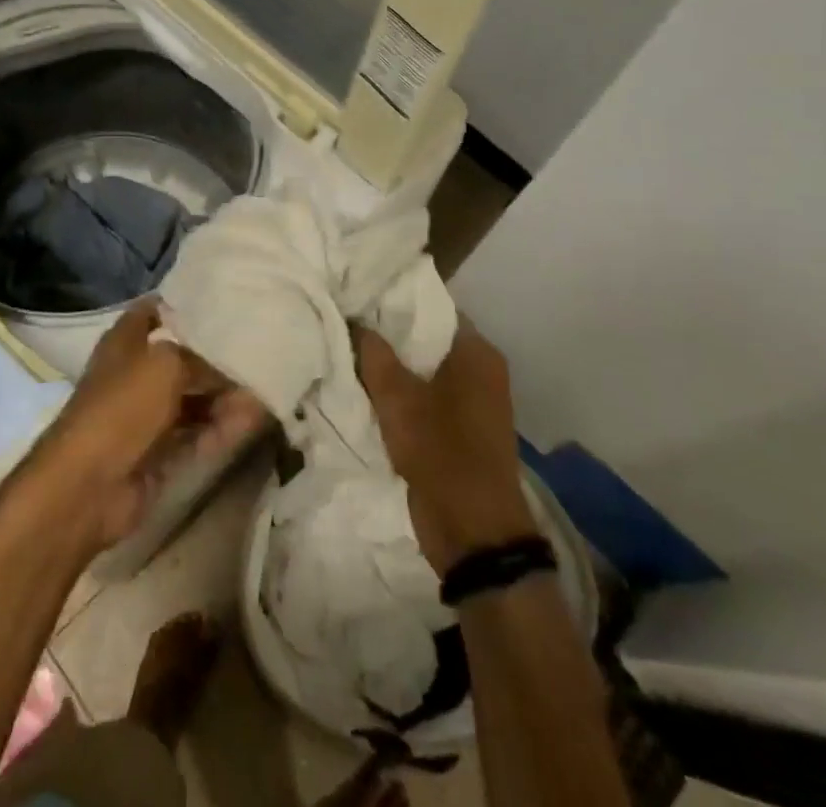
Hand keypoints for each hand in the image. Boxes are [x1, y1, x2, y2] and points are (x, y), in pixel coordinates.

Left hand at [19, 299, 265, 553]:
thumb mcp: (166, 364)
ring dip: (226, 394)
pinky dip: (223, 427)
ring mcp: (148, 416)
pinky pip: (198, 433)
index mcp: (126, 341)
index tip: (226, 299)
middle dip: (218, 355)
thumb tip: (235, 365)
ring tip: (267, 384)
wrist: (88, 485)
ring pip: (194, 398)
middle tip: (261, 346)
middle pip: (184, 357)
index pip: (157, 310)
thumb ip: (203, 359)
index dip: (186, 303)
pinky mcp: (160, 453)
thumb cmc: (122, 406)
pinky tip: (255, 418)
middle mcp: (137, 374)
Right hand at [354, 323, 535, 574]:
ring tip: (348, 350)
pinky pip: (423, 398)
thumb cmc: (441, 451)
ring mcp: (471, 402)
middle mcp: (479, 370)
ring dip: (390, 367)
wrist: (473, 533)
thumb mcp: (398, 398)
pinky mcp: (458, 429)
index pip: (432, 307)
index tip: (358, 293)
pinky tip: (364, 389)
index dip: (395, 299)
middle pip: (425, 338)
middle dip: (388, 334)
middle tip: (345, 320)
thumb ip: (374, 354)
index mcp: (476, 353)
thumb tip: (355, 320)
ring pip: (422, 370)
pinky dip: (399, 394)